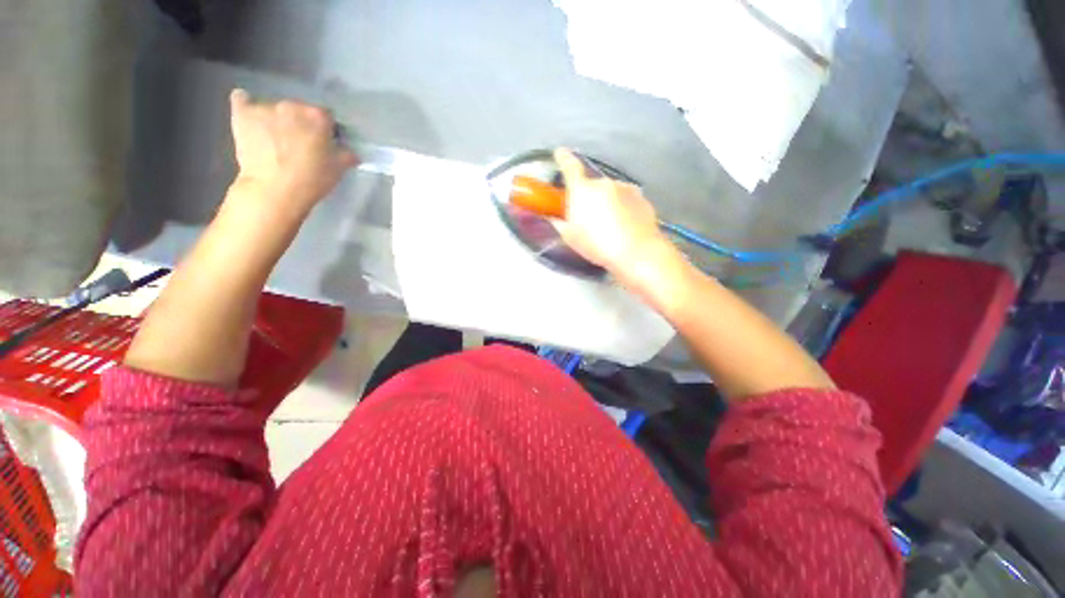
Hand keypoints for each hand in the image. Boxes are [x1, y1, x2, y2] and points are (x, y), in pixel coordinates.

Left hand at [228, 89, 356, 211]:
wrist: (275, 189)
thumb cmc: (313, 179)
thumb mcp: (339, 169)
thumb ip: (346, 154)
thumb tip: (349, 151)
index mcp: (319, 116)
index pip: (327, 117)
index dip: (327, 131)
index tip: (325, 144)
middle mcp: (293, 105)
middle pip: (300, 110)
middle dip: (302, 124)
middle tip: (300, 144)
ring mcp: (265, 108)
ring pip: (274, 108)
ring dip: (277, 119)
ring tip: (275, 140)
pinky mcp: (242, 114)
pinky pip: (242, 100)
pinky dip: (246, 104)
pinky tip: (249, 114)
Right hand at [552, 148, 680, 291]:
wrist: (636, 252)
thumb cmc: (597, 245)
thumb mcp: (571, 238)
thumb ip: (560, 223)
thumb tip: (554, 217)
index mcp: (582, 190)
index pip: (570, 167)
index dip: (563, 159)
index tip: (560, 153)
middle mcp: (603, 183)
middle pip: (591, 186)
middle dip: (588, 198)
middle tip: (589, 219)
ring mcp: (625, 188)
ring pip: (610, 193)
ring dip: (607, 204)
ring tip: (609, 227)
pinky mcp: (641, 197)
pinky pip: (625, 200)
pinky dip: (622, 208)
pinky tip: (624, 227)